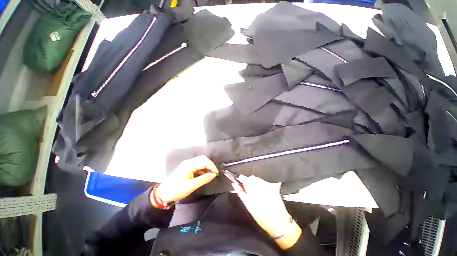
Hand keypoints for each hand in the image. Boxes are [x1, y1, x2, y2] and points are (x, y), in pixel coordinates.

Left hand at [154, 156, 217, 203]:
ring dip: (206, 166)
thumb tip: (214, 175)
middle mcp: (188, 162)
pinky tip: (204, 174)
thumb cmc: (177, 190)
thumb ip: (204, 179)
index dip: (212, 166)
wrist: (164, 194)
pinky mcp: (187, 167)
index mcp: (189, 165)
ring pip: (200, 161)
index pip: (204, 161)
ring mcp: (187, 164)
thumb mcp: (191, 186)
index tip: (216, 173)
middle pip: (202, 159)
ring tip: (211, 174)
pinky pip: (197, 165)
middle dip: (210, 165)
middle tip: (214, 173)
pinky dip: (202, 168)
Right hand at [232, 175, 301, 249]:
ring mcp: (270, 187)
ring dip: (254, 182)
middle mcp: (263, 188)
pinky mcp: (274, 187)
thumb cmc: (262, 218)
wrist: (280, 223)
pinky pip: (264, 182)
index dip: (242, 179)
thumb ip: (241, 193)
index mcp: (255, 193)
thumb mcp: (249, 207)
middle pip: (252, 178)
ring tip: (255, 191)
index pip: (246, 180)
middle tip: (247, 188)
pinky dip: (260, 184)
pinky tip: (261, 192)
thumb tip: (235, 184)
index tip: (239, 180)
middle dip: (248, 181)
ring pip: (258, 179)